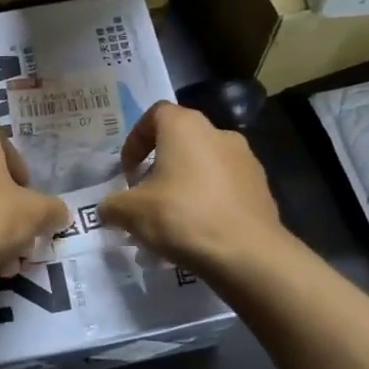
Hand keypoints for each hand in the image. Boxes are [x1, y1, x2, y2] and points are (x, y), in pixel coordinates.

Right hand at [99, 102, 285, 277]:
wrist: (248, 253)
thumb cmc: (182, 217)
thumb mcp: (131, 212)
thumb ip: (112, 205)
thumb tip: (107, 210)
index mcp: (186, 127)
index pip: (154, 115)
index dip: (136, 140)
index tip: (128, 171)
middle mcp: (218, 133)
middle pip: (181, 140)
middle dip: (160, 165)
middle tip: (146, 195)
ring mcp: (245, 159)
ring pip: (205, 164)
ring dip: (185, 183)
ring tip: (172, 218)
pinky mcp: (261, 187)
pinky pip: (225, 186)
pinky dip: (209, 200)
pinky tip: (199, 230)